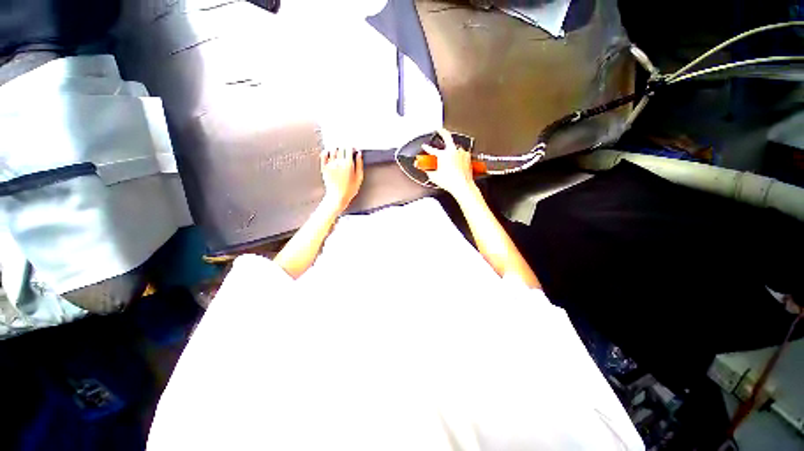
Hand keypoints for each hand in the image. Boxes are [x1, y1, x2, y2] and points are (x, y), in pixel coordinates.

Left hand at [320, 147, 363, 213]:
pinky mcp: (324, 167)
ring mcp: (330, 164)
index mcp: (348, 164)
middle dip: (345, 147)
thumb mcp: (359, 178)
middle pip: (341, 148)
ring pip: (333, 150)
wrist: (337, 197)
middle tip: (347, 150)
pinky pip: (324, 155)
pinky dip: (327, 152)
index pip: (349, 149)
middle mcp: (338, 163)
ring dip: (337, 149)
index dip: (352, 147)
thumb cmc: (349, 190)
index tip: (353, 148)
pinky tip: (329, 153)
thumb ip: (359, 164)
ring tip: (339, 152)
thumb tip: (359, 154)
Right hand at [421, 129, 476, 198]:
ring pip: (455, 146)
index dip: (426, 147)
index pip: (431, 149)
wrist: (463, 186)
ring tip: (448, 153)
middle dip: (442, 132)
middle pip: (447, 136)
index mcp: (443, 155)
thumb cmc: (450, 182)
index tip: (425, 146)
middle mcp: (453, 151)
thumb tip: (421, 165)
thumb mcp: (434, 176)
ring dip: (451, 148)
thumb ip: (426, 168)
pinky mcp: (467, 156)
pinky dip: (458, 154)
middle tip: (439, 130)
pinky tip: (456, 159)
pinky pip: (461, 152)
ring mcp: (461, 153)